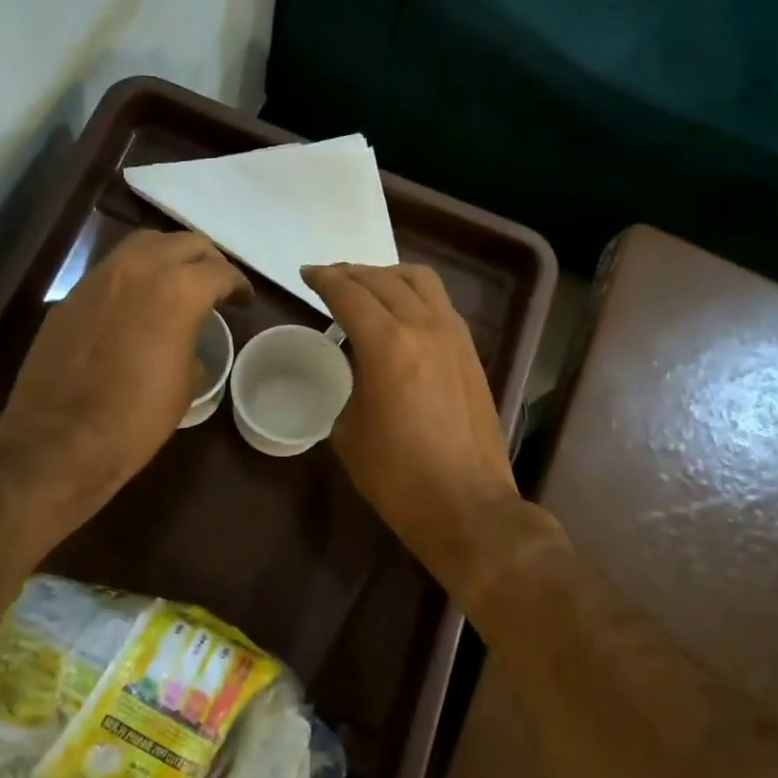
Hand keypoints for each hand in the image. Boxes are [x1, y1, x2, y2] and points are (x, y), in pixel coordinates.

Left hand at [0, 230, 246, 548]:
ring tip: (178, 283)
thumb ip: (193, 347)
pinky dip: (134, 277)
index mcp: (178, 291)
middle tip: (216, 284)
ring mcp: (98, 278)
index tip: (244, 300)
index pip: (219, 271)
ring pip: (143, 245)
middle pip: (182, 243)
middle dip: (206, 260)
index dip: (238, 285)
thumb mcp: (185, 386)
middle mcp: (138, 270)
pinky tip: (137, 304)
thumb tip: (186, 342)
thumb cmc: (135, 419)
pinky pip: (112, 271)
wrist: (59, 440)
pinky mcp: (71, 296)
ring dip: (168, 257)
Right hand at [301, 263, 522, 583]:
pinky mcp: (471, 352)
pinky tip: (400, 314)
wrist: (466, 504)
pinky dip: (413, 295)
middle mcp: (425, 327)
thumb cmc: (397, 476)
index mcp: (388, 345)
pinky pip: (439, 304)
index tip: (306, 275)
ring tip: (367, 288)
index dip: (323, 279)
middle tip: (329, 280)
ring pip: (420, 281)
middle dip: (351, 273)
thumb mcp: (349, 431)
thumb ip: (348, 385)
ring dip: (387, 276)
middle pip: (383, 279)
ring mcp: (455, 336)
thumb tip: (356, 371)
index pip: (349, 293)